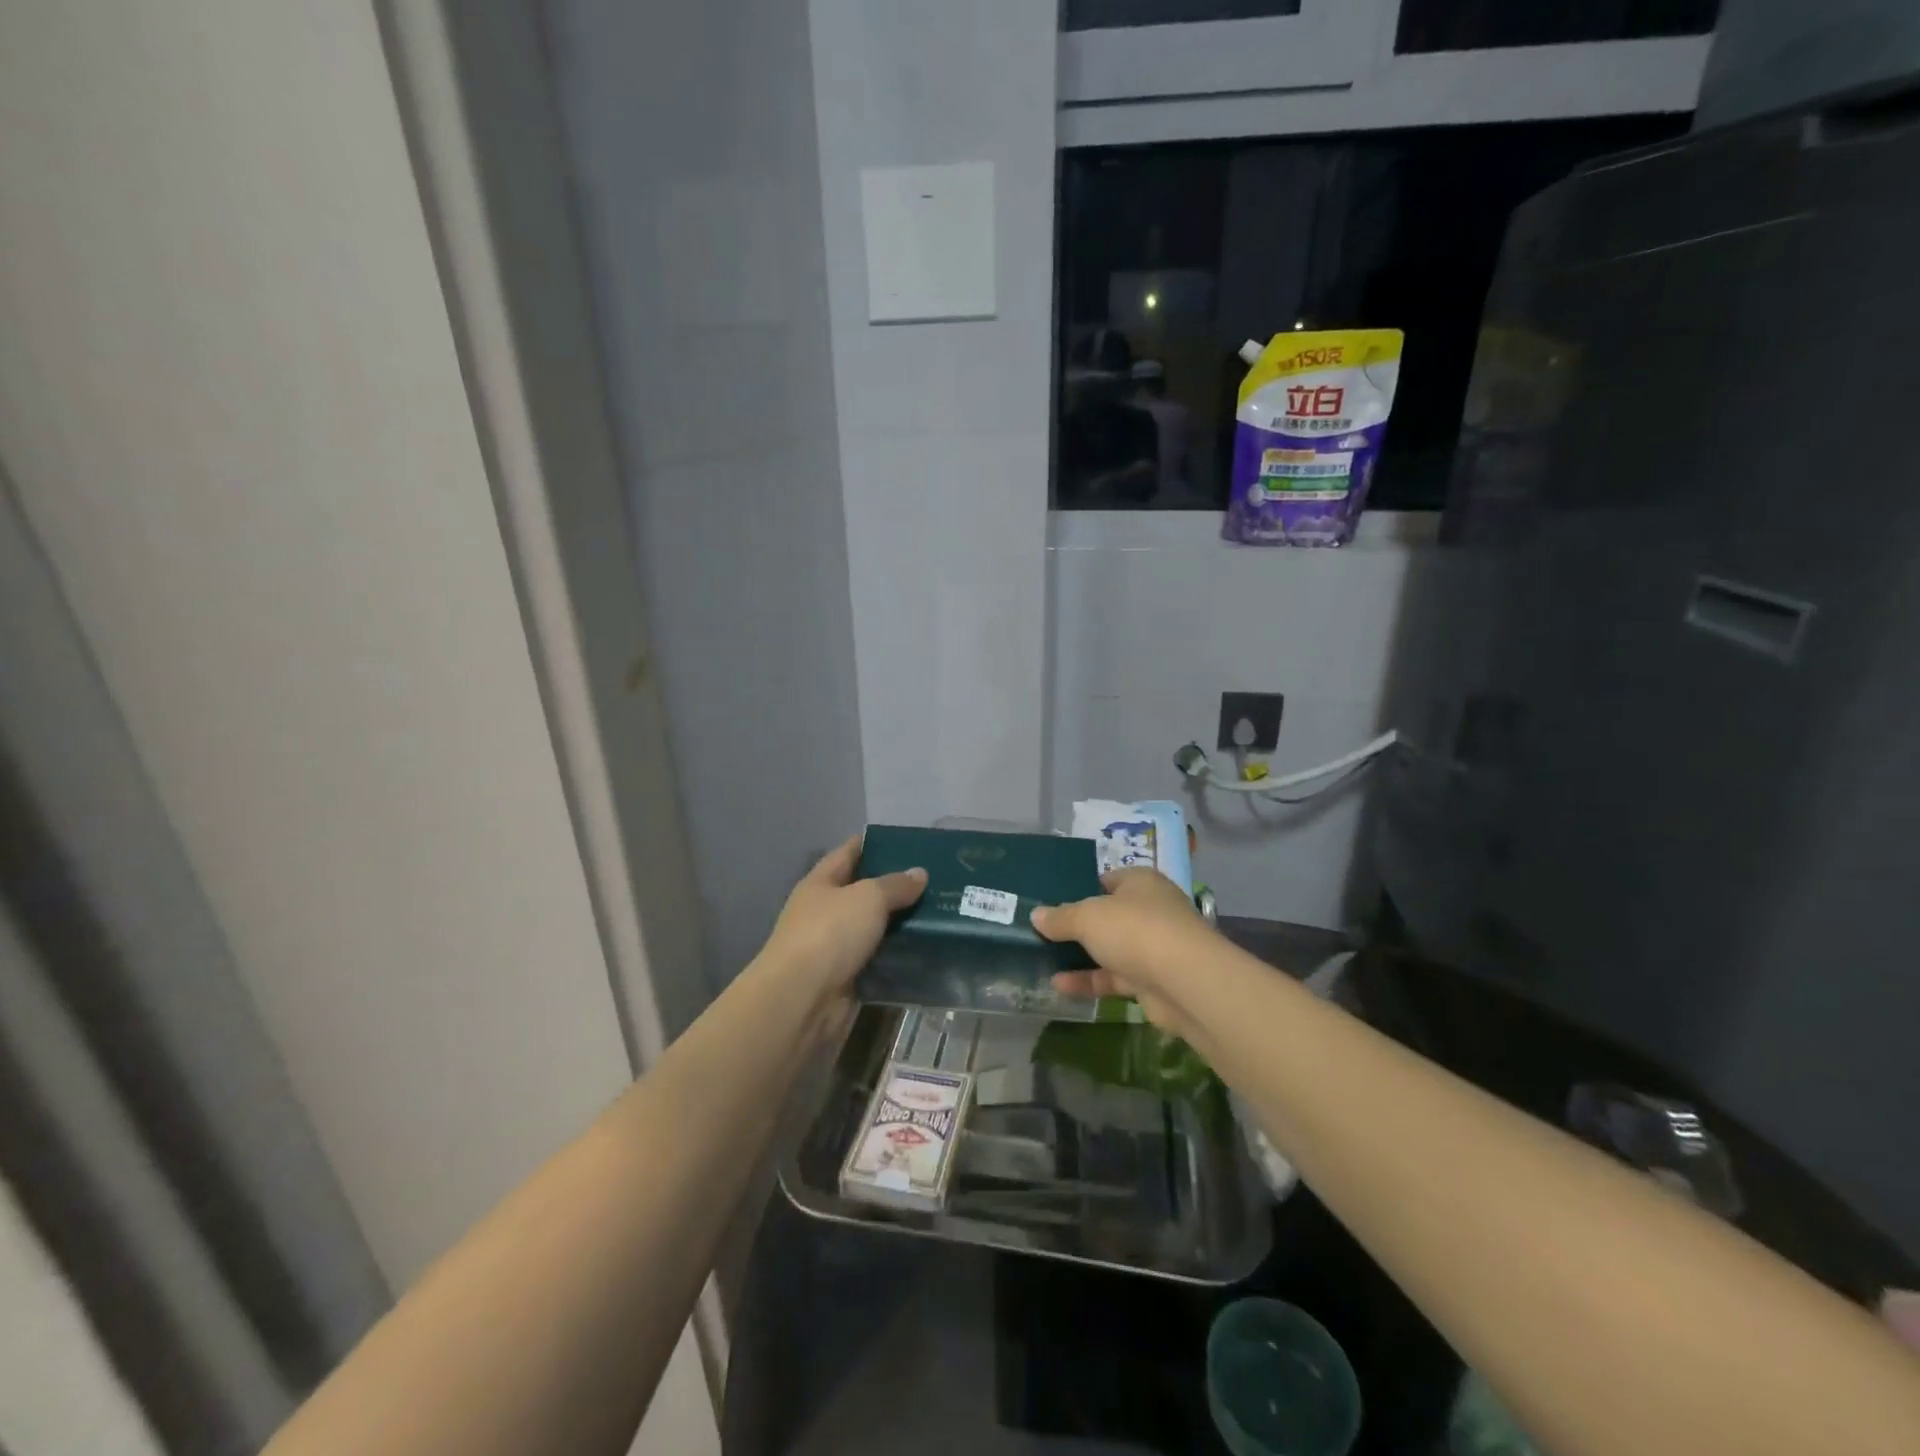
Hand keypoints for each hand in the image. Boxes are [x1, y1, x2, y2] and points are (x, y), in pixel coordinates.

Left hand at [757, 835, 925, 1004]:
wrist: (802, 1000)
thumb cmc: (829, 933)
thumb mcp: (867, 897)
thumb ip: (895, 885)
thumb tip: (919, 873)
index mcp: (820, 883)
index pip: (847, 853)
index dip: (871, 844)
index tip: (904, 841)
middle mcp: (824, 912)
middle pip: (862, 892)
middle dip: (894, 886)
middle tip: (935, 878)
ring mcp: (834, 947)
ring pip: (873, 928)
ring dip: (900, 923)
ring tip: (940, 912)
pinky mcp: (847, 978)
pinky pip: (878, 959)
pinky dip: (899, 955)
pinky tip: (928, 948)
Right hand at [1031, 868, 1217, 1038]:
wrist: (1185, 982)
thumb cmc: (1134, 930)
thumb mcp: (1087, 917)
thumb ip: (1060, 917)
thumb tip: (1036, 915)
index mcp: (1140, 882)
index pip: (1106, 880)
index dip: (1080, 888)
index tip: (1052, 901)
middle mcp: (1150, 910)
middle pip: (1108, 916)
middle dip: (1078, 926)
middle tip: (1043, 932)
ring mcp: (1153, 947)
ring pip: (1111, 949)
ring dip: (1081, 956)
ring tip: (1044, 960)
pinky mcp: (1153, 981)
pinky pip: (1115, 978)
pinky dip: (1090, 981)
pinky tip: (1060, 986)